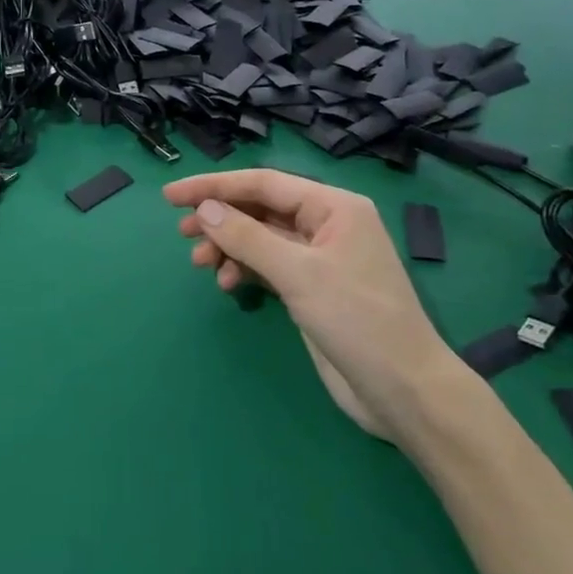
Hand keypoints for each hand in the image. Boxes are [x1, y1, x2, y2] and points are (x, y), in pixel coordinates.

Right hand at [162, 169, 464, 440]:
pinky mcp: (310, 288)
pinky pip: (266, 265)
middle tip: (182, 234)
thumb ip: (247, 237)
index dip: (214, 187)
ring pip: (259, 238)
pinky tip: (229, 285)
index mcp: (334, 207)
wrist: (402, 390)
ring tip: (201, 266)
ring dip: (228, 247)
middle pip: (259, 208)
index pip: (263, 183)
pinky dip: (243, 270)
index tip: (170, 196)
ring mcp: (318, 258)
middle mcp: (326, 225)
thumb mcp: (298, 274)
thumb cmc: (357, 320)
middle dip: (220, 219)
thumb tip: (204, 209)